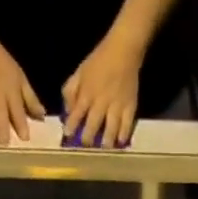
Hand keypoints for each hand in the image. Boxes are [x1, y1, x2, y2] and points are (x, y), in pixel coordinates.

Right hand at [0, 42, 43, 144]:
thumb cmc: (5, 66)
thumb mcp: (22, 80)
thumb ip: (31, 99)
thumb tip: (42, 116)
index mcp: (12, 95)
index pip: (18, 115)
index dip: (22, 128)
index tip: (25, 138)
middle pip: (1, 124)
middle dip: (4, 137)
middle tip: (6, 144)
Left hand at [62, 33, 143, 147]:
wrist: (123, 50)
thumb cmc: (99, 61)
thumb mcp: (80, 72)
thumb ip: (71, 90)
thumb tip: (68, 110)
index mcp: (87, 92)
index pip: (77, 112)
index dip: (71, 125)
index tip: (67, 135)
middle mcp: (101, 101)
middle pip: (93, 124)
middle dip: (88, 137)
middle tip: (85, 146)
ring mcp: (117, 105)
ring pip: (111, 127)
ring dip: (106, 140)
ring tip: (104, 148)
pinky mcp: (130, 106)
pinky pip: (127, 124)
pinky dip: (124, 134)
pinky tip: (120, 142)